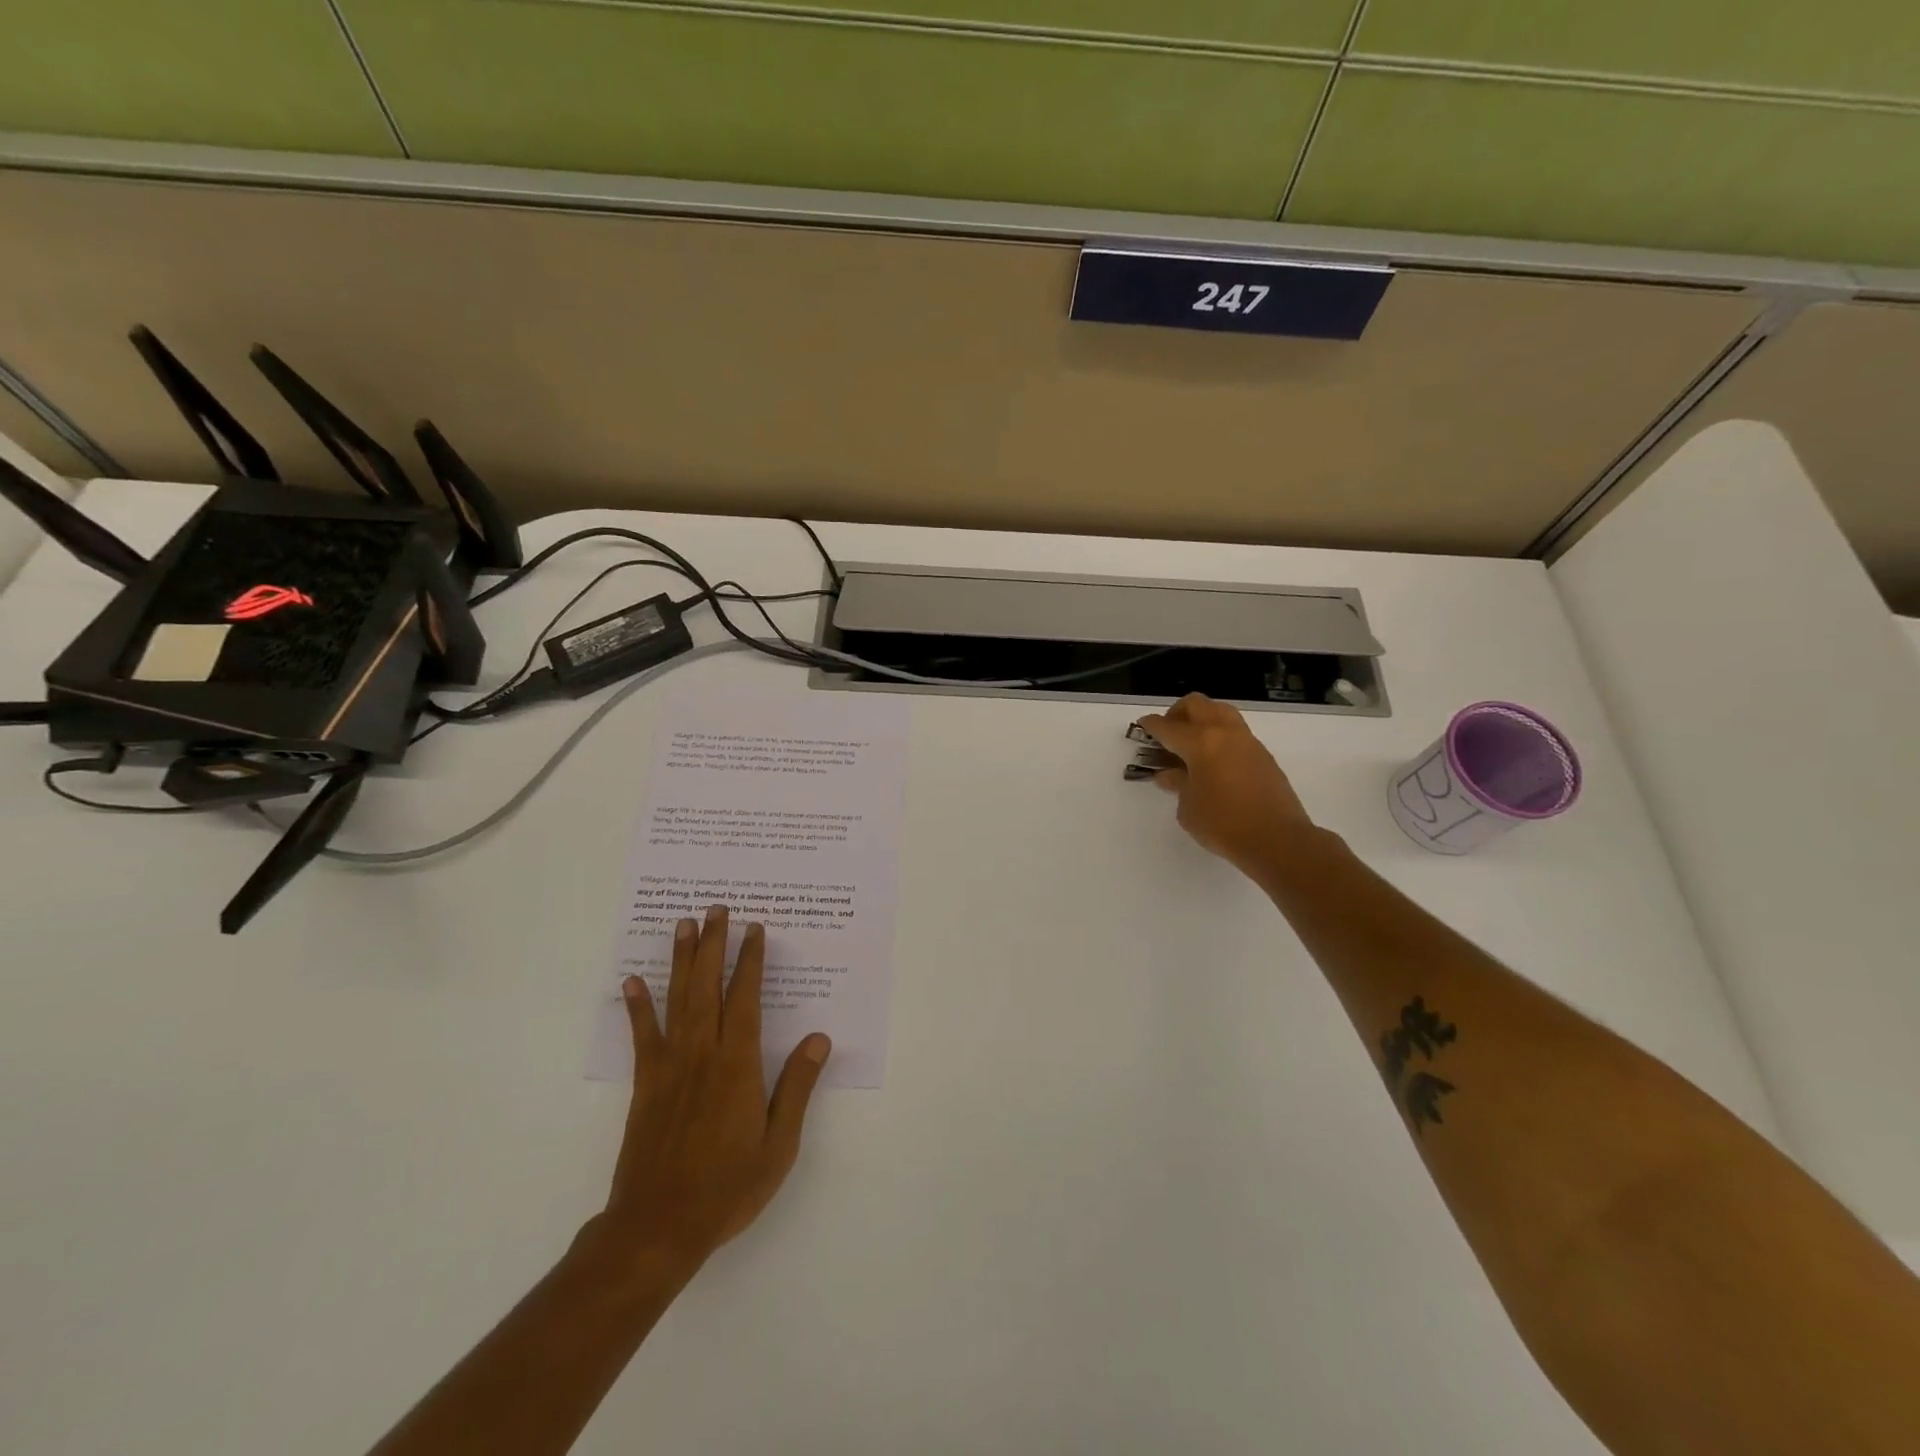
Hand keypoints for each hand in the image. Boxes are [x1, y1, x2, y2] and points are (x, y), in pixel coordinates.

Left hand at [594, 905, 831, 1274]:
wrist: (657, 1228)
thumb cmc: (727, 1187)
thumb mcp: (779, 1144)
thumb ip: (797, 1087)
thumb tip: (820, 1038)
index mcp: (738, 1065)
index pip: (746, 999)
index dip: (751, 961)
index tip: (755, 929)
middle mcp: (702, 1054)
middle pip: (708, 987)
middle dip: (714, 945)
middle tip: (717, 909)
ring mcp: (669, 1066)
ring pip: (677, 1000)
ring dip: (681, 960)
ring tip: (684, 925)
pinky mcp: (645, 1084)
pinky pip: (642, 1036)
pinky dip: (637, 1006)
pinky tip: (632, 981)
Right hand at [1136, 694, 1318, 877]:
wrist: (1277, 839)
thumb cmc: (1223, 823)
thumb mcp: (1187, 808)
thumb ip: (1177, 784)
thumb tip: (1169, 773)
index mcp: (1200, 743)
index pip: (1168, 727)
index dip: (1151, 725)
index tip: (1143, 725)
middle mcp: (1224, 733)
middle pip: (1197, 704)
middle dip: (1177, 713)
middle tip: (1168, 733)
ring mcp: (1247, 741)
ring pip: (1220, 712)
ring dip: (1202, 719)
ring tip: (1191, 743)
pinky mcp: (1263, 754)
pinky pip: (1235, 731)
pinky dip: (1219, 735)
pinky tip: (1213, 760)